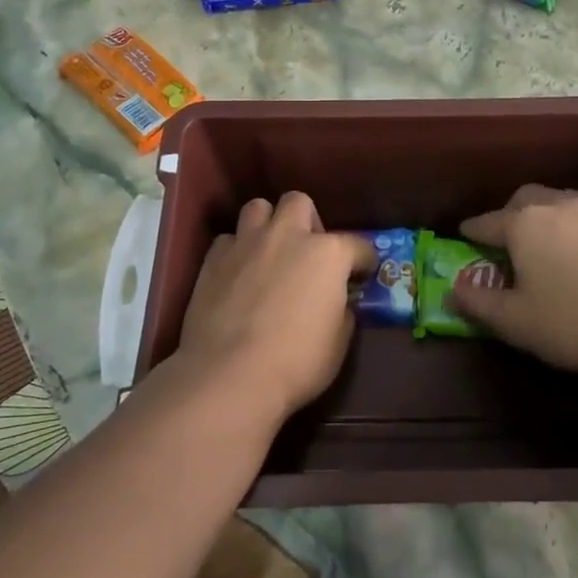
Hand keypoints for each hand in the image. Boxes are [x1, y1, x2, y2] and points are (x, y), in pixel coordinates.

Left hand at [173, 192, 375, 425]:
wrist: (230, 374)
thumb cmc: (296, 362)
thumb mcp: (338, 343)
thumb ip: (342, 311)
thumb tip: (338, 302)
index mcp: (327, 254)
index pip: (357, 245)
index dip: (363, 260)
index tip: (363, 273)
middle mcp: (287, 235)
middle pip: (299, 203)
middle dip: (307, 221)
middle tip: (307, 251)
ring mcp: (247, 242)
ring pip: (258, 207)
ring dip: (267, 224)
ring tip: (269, 251)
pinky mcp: (214, 258)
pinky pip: (228, 239)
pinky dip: (236, 250)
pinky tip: (238, 272)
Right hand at [450, 185, 577, 386]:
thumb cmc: (573, 324)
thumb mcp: (514, 322)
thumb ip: (477, 303)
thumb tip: (453, 290)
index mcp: (526, 223)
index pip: (488, 221)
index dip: (472, 230)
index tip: (464, 234)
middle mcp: (561, 206)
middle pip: (527, 199)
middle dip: (511, 214)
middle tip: (507, 240)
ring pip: (564, 205)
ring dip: (549, 220)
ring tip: (549, 248)